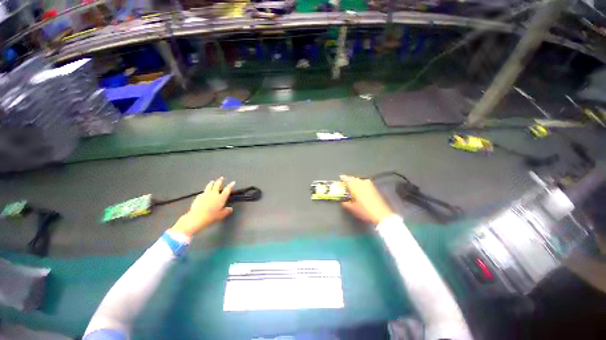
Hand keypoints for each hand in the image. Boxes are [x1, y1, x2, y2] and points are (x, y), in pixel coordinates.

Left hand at [170, 177, 234, 236]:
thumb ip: (226, 211)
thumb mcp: (221, 215)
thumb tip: (230, 209)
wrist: (197, 217)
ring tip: (212, 181)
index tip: (233, 182)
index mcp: (221, 197)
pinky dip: (205, 191)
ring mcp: (206, 194)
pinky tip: (204, 192)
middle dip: (220, 181)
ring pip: (209, 186)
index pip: (227, 190)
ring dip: (211, 183)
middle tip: (221, 177)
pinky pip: (203, 192)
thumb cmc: (212, 216)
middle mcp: (214, 194)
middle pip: (217, 185)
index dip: (230, 185)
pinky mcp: (199, 197)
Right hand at [340, 175, 393, 224]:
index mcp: (355, 188)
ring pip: (360, 179)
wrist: (380, 214)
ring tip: (352, 182)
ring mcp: (368, 186)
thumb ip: (346, 204)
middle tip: (345, 179)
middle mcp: (362, 185)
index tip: (341, 177)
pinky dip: (361, 181)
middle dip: (349, 178)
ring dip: (355, 179)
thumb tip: (342, 201)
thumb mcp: (353, 208)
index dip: (344, 178)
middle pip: (354, 178)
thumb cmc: (365, 211)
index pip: (348, 180)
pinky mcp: (373, 188)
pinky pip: (365, 182)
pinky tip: (361, 184)